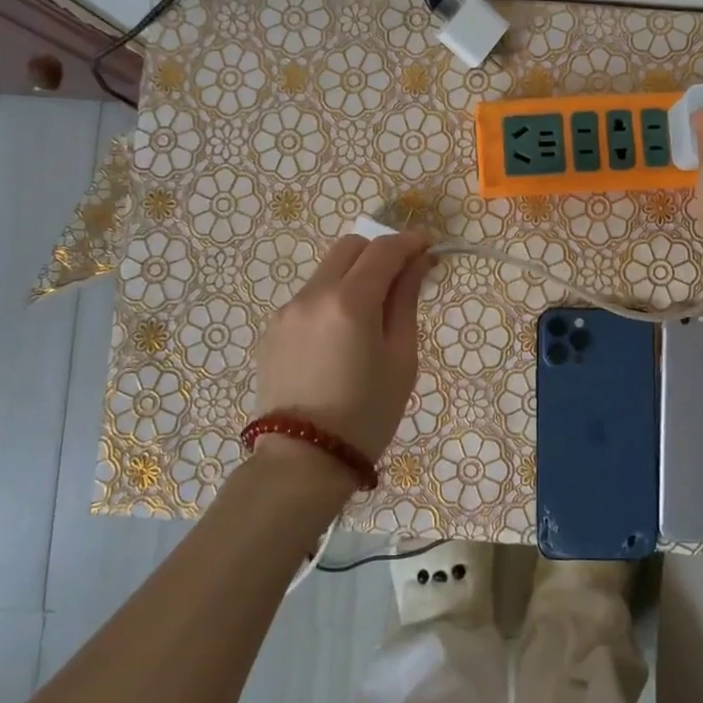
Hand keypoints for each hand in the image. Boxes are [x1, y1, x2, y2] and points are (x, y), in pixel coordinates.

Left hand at [253, 231, 434, 467]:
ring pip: (327, 271)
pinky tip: (341, 337)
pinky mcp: (273, 330)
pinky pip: (309, 298)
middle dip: (379, 252)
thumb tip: (417, 263)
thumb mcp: (401, 359)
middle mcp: (313, 294)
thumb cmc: (366, 414)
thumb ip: (406, 302)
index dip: (410, 241)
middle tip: (402, 277)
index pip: (384, 249)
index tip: (430, 245)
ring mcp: (287, 311)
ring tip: (372, 313)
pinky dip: (332, 299)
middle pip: (350, 247)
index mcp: (350, 301)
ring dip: (354, 275)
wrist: (302, 461)